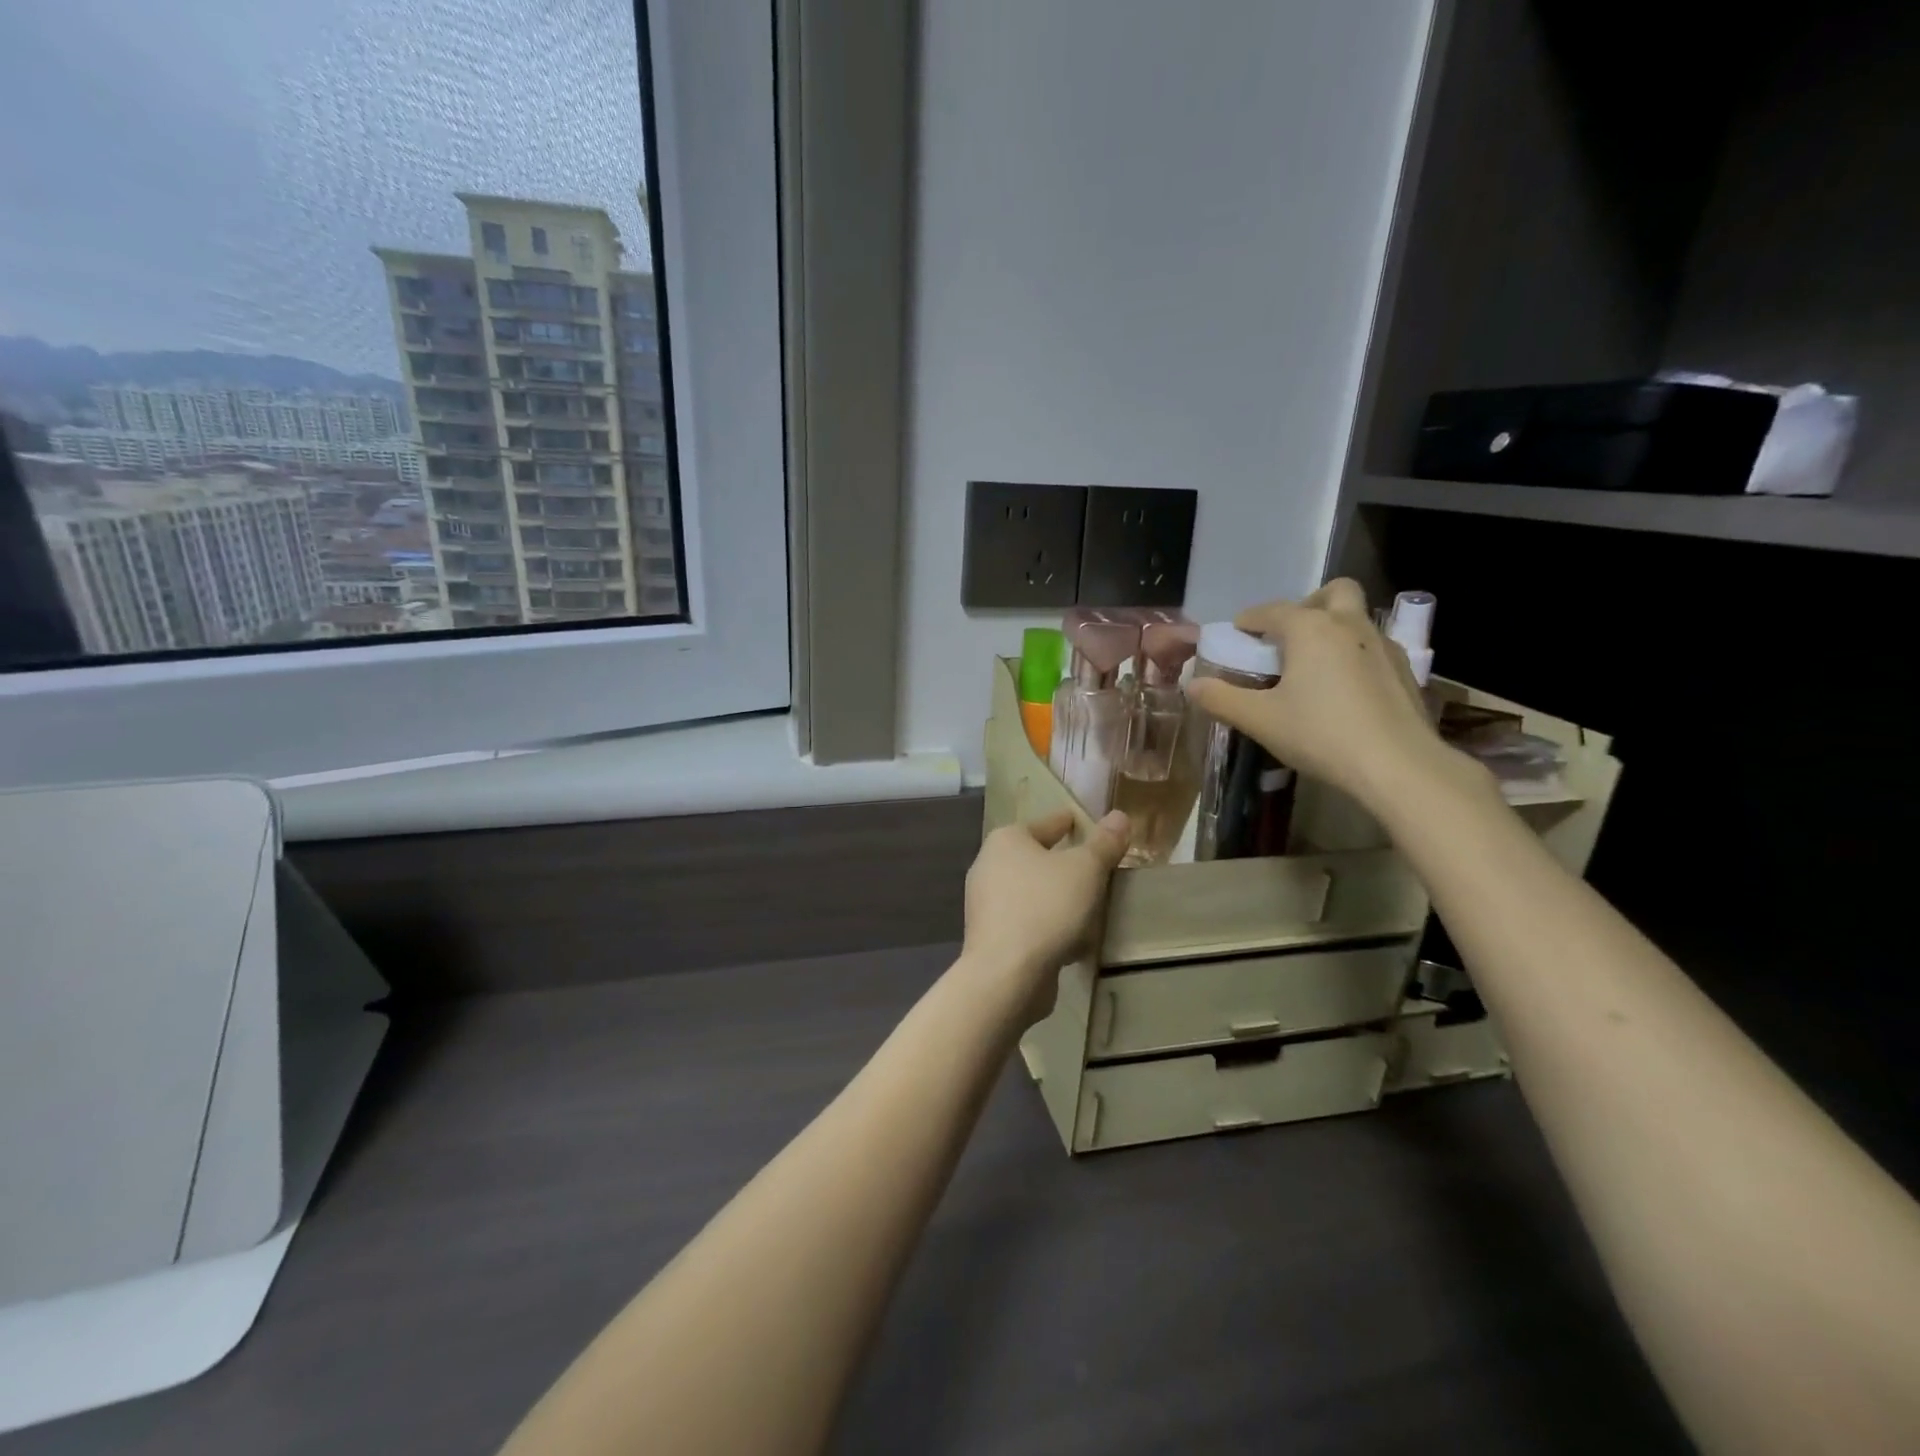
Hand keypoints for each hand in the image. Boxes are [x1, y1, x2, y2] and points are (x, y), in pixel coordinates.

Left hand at [960, 808, 1128, 1019]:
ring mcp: (986, 904)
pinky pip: (1029, 923)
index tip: (1092, 826)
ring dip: (1060, 900)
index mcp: (1006, 840)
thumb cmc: (1046, 908)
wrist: (1006, 974)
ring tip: (1091, 909)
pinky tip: (1074, 942)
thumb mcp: (1086, 870)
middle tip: (1098, 871)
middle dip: (1067, 865)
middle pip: (1039, 859)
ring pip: (1035, 894)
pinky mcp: (991, 937)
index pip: (1048, 823)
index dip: (1072, 823)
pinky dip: (1050, 927)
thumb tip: (1119, 816)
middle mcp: (989, 866)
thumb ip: (1104, 843)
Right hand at [1186, 579, 1472, 813]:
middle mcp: (1349, 624)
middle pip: (1332, 593)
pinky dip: (1354, 655)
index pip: (1271, 610)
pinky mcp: (1405, 671)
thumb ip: (1221, 699)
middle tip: (1288, 637)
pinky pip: (1372, 648)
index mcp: (1310, 628)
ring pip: (1357, 619)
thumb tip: (1192, 685)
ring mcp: (1383, 645)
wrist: (1397, 765)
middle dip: (1307, 605)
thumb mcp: (1259, 720)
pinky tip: (1344, 690)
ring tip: (1313, 666)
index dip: (1250, 620)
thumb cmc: (1320, 734)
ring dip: (1333, 629)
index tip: (1237, 634)